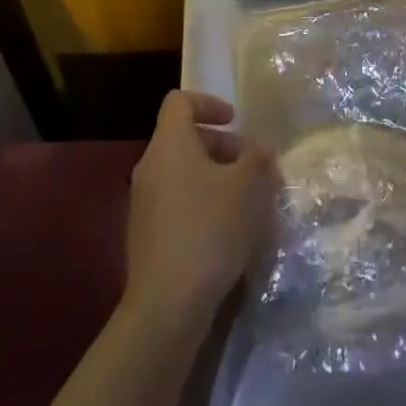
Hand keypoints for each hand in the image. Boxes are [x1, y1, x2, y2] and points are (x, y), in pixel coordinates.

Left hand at [124, 91, 275, 329]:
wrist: (167, 304)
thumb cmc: (209, 229)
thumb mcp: (246, 188)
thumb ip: (257, 159)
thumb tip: (262, 148)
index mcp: (170, 144)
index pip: (180, 101)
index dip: (209, 103)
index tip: (236, 121)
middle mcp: (150, 166)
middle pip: (183, 137)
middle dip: (221, 145)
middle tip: (251, 166)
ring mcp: (144, 202)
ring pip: (181, 171)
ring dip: (214, 176)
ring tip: (246, 200)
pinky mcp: (146, 234)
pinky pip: (176, 201)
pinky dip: (201, 202)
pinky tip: (227, 230)